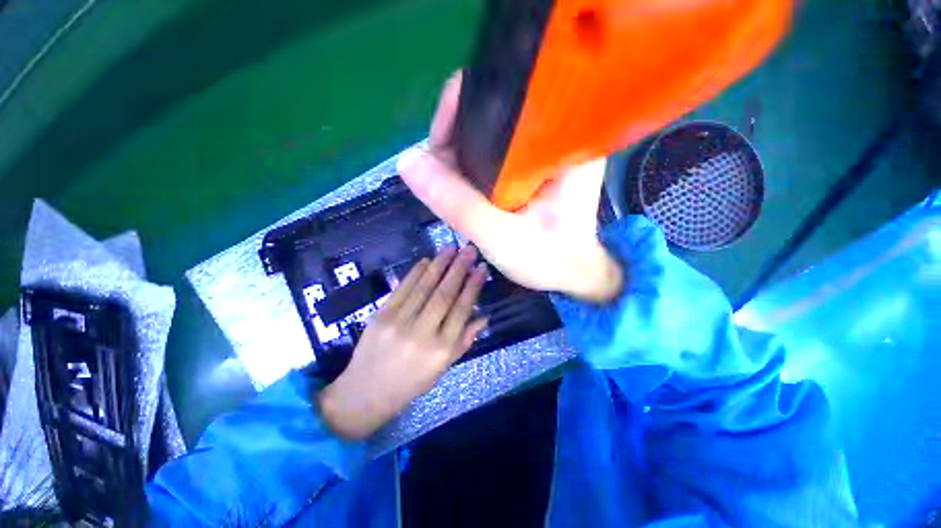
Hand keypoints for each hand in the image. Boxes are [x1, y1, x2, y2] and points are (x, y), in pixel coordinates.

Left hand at [317, 246, 487, 439]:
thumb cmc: (411, 383)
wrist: (366, 392)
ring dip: (439, 264)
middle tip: (469, 249)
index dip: (473, 286)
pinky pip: (403, 288)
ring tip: (451, 248)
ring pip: (424, 286)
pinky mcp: (381, 315)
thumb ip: (464, 340)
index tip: (481, 268)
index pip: (462, 309)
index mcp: (441, 349)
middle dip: (459, 268)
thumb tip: (484, 317)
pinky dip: (416, 272)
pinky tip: (427, 260)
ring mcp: (399, 322)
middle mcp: (422, 333)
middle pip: (445, 294)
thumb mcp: (443, 367)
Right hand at [396, 72, 622, 302]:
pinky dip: (473, 167)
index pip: (507, 92)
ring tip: (450, 186)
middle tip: (442, 177)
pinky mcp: (534, 166)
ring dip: (462, 155)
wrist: (572, 276)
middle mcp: (556, 133)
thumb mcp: (500, 237)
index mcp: (563, 140)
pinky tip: (463, 187)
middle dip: (457, 139)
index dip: (462, 109)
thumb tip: (407, 162)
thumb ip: (457, 204)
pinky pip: (495, 153)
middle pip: (494, 111)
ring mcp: (544, 149)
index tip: (439, 148)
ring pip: (490, 133)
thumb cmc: (549, 260)